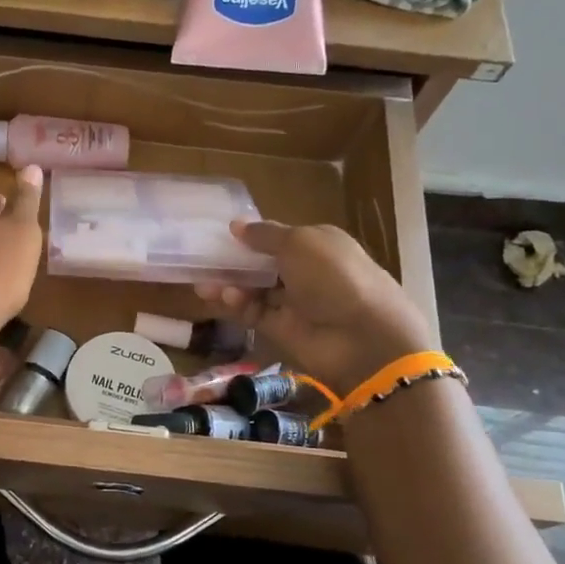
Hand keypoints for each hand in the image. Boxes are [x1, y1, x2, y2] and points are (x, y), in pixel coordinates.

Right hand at [197, 221, 432, 389]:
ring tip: (203, 283)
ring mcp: (294, 303)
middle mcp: (306, 272)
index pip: (278, 237)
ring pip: (254, 289)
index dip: (251, 236)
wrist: (363, 338)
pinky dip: (236, 304)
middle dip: (234, 262)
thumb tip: (236, 225)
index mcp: (317, 245)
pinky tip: (221, 297)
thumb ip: (264, 235)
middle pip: (262, 264)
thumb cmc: (334, 277)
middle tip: (201, 261)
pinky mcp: (282, 329)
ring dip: (230, 284)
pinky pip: (253, 312)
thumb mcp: (299, 243)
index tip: (221, 235)